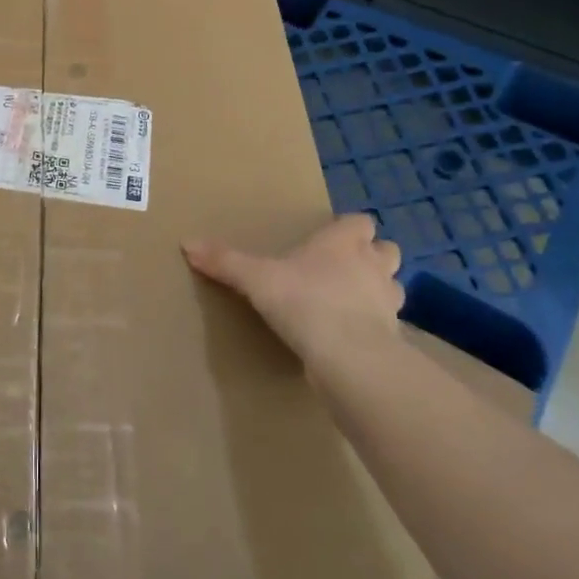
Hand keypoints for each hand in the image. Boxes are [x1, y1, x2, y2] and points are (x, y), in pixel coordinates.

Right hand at [182, 213, 403, 371]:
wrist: (349, 356)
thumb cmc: (305, 301)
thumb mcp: (256, 279)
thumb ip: (225, 261)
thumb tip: (186, 242)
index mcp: (344, 242)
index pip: (360, 221)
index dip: (349, 228)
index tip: (329, 239)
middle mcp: (372, 265)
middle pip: (386, 250)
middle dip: (371, 257)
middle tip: (344, 269)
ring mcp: (388, 302)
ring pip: (392, 286)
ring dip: (378, 291)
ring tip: (352, 302)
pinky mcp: (392, 337)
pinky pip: (388, 325)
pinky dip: (375, 328)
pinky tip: (353, 337)